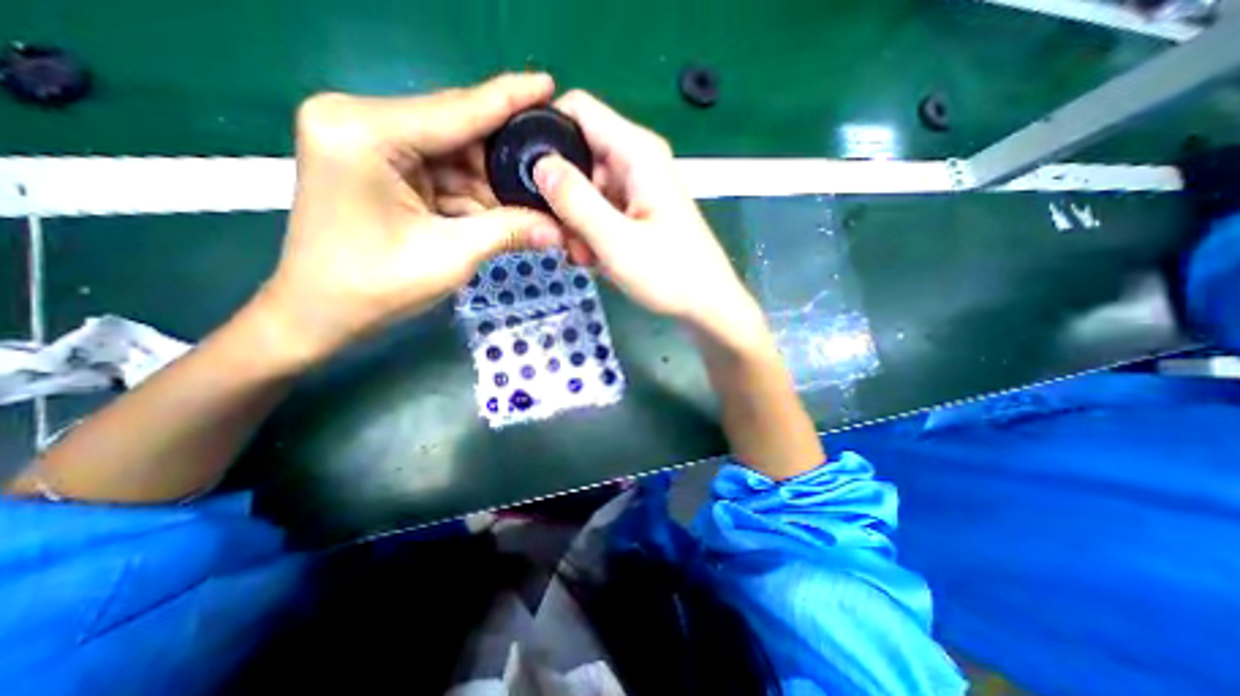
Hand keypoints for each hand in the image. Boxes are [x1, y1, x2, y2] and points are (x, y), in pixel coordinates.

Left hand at [259, 72, 564, 365]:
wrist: (321, 314)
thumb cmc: (375, 287)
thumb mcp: (451, 256)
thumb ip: (508, 232)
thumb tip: (560, 228)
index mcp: (365, 131)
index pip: (456, 111)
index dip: (509, 99)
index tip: (548, 84)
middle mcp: (362, 122)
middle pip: (457, 133)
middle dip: (506, 158)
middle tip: (553, 169)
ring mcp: (370, 144)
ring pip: (455, 157)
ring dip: (494, 185)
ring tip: (536, 200)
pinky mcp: (381, 167)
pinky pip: (443, 175)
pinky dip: (475, 196)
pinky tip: (505, 211)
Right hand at [528, 88, 759, 340]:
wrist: (706, 306)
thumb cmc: (669, 274)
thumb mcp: (616, 241)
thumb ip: (576, 201)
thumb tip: (539, 163)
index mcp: (637, 153)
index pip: (577, 110)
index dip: (544, 131)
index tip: (522, 172)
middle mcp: (636, 162)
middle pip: (578, 155)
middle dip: (561, 196)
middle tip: (563, 237)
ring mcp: (637, 189)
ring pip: (585, 189)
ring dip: (576, 223)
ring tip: (586, 257)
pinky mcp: (637, 212)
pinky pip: (600, 210)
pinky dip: (591, 233)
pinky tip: (596, 260)